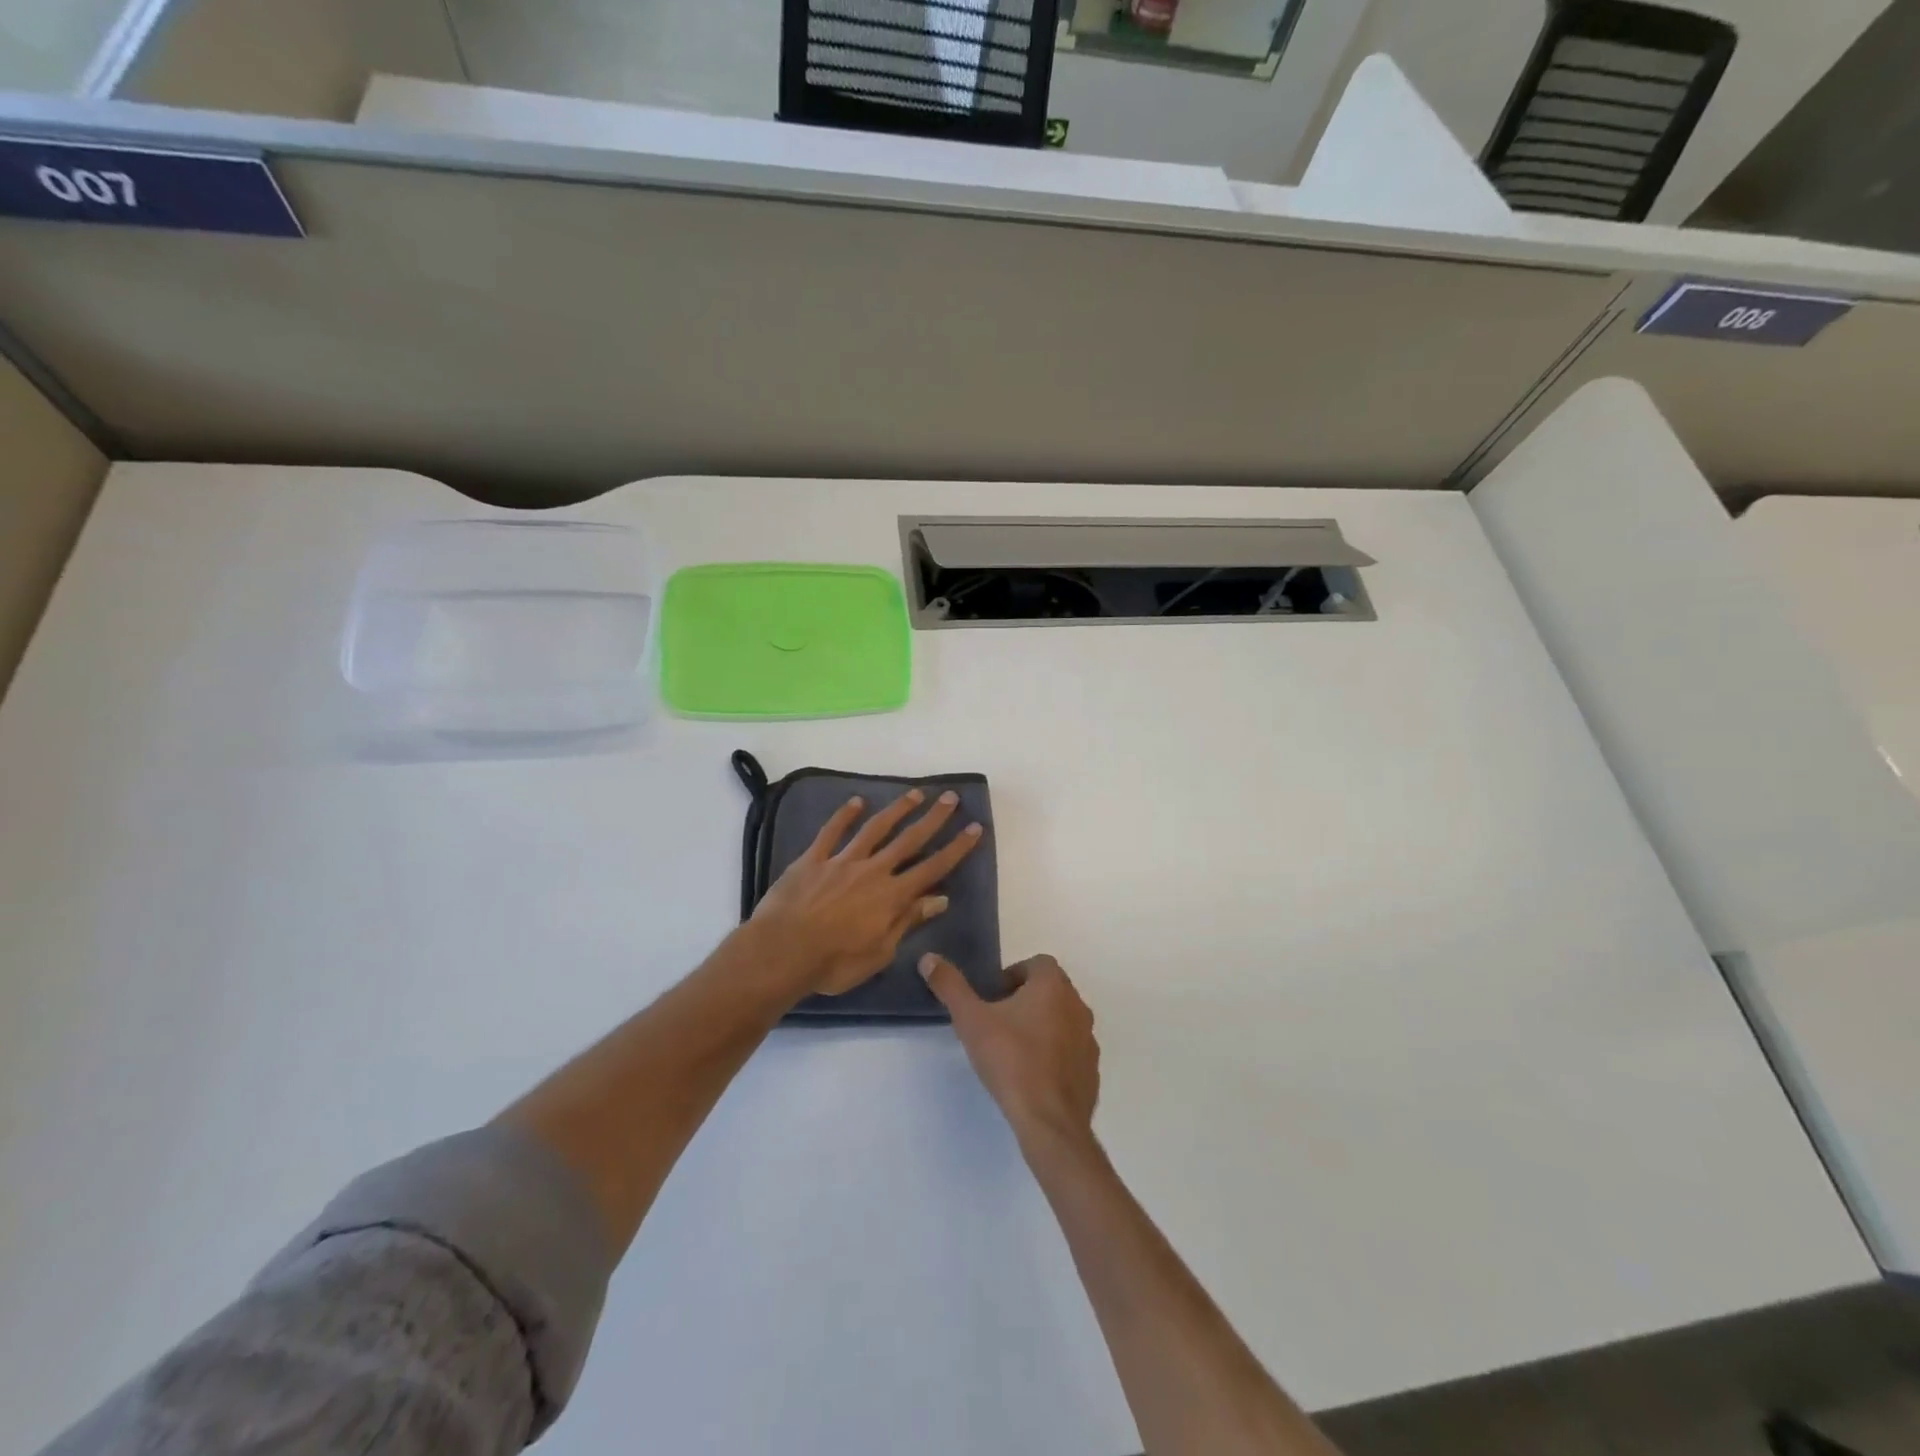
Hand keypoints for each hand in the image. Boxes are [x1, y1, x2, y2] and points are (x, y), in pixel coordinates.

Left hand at [752, 789, 983, 995]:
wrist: (781, 951)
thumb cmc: (834, 963)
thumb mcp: (880, 952)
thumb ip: (908, 921)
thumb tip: (940, 898)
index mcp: (892, 896)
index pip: (933, 867)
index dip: (956, 848)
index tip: (974, 828)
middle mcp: (873, 871)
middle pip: (909, 840)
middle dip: (933, 818)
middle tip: (950, 797)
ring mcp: (842, 861)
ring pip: (875, 829)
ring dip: (897, 810)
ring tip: (915, 794)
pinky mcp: (814, 858)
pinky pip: (831, 832)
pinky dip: (844, 815)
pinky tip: (856, 801)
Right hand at [919, 953, 1098, 1150]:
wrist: (1050, 1121)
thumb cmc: (1011, 1060)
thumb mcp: (971, 1020)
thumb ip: (950, 986)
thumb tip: (928, 958)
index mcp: (1053, 986)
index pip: (1036, 964)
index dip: (1012, 976)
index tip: (991, 998)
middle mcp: (1077, 1005)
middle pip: (1050, 990)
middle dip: (1024, 1000)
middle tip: (996, 1022)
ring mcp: (1089, 1039)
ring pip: (1061, 1020)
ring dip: (1040, 1026)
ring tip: (1012, 1049)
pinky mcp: (1091, 1070)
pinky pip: (1070, 1051)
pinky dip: (1053, 1054)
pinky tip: (1031, 1075)